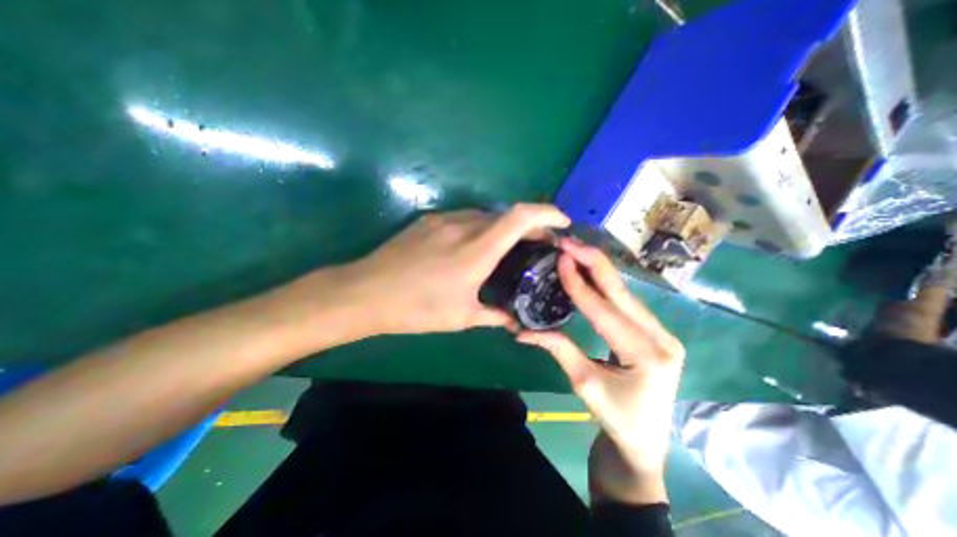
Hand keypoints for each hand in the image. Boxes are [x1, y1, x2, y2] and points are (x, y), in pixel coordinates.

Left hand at [335, 206, 567, 334]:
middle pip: (507, 214)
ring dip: (504, 227)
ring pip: (486, 215)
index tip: (562, 222)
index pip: (520, 217)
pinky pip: (466, 218)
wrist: (367, 292)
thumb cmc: (416, 308)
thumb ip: (494, 317)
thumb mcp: (460, 317)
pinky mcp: (429, 220)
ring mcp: (444, 220)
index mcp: (476, 250)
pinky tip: (477, 246)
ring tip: (510, 247)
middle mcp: (463, 226)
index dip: (546, 214)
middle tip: (540, 244)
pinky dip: (482, 227)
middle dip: (529, 225)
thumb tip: (516, 324)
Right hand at [521, 239, 684, 503]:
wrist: (646, 443)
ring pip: (625, 293)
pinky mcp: (654, 331)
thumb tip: (523, 331)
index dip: (579, 284)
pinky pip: (626, 302)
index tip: (561, 258)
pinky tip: (590, 271)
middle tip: (570, 242)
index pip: (604, 311)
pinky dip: (606, 284)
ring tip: (576, 251)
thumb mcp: (584, 384)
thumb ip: (558, 349)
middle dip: (594, 263)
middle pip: (622, 292)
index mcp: (647, 354)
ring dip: (599, 269)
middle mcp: (662, 337)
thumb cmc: (617, 419)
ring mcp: (662, 332)